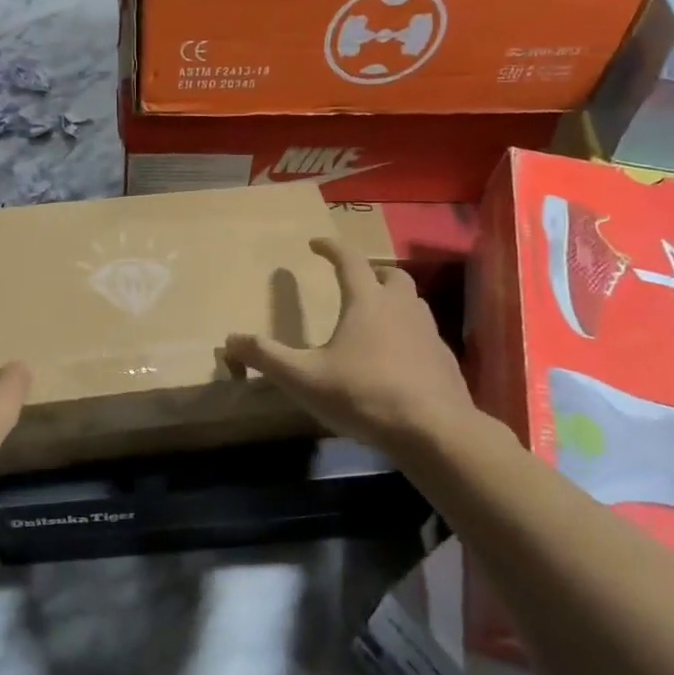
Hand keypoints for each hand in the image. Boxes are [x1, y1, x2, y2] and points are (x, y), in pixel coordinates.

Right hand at [225, 239, 479, 461]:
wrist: (434, 431)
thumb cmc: (363, 394)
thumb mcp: (304, 378)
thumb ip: (266, 357)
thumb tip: (229, 340)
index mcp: (366, 302)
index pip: (348, 260)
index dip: (330, 247)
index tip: (315, 243)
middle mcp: (401, 308)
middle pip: (390, 275)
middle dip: (371, 272)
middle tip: (354, 283)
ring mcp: (429, 333)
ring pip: (412, 303)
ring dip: (393, 301)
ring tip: (374, 319)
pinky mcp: (444, 361)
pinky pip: (424, 335)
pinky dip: (408, 335)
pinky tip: (396, 360)